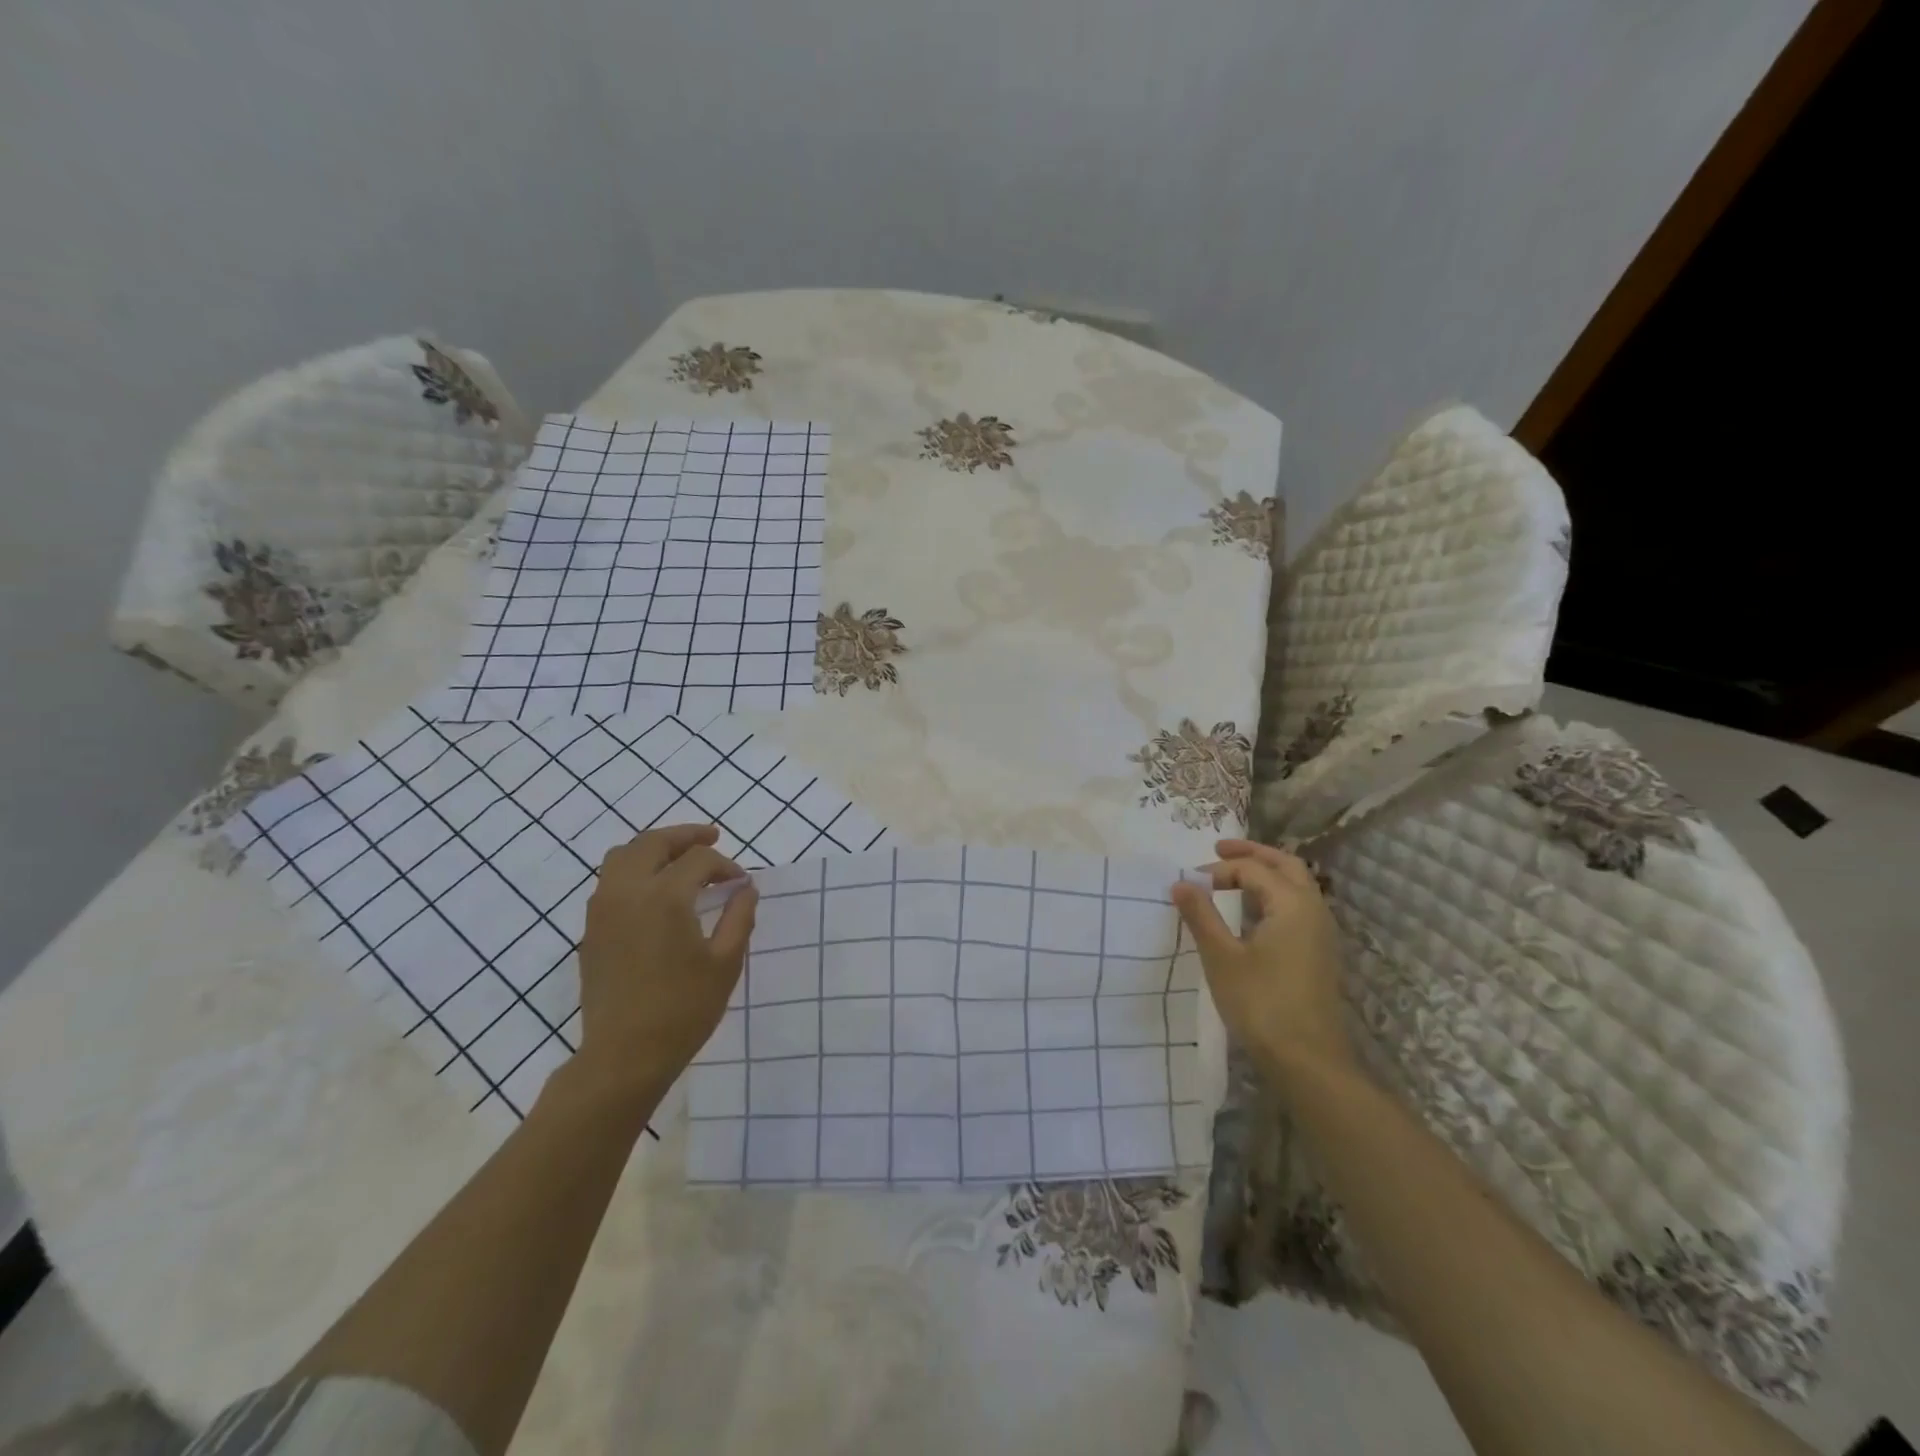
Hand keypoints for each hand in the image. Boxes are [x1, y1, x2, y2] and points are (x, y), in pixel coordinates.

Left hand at [573, 824, 757, 1102]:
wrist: (624, 1055)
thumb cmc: (683, 1009)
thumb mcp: (725, 963)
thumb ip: (739, 917)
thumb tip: (746, 888)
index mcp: (665, 896)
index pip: (699, 860)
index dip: (725, 865)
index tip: (742, 883)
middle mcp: (628, 891)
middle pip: (654, 842)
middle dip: (686, 836)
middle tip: (712, 837)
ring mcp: (602, 909)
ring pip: (623, 855)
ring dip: (654, 848)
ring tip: (679, 857)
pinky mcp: (590, 929)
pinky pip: (610, 880)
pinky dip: (634, 869)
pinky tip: (654, 889)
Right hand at [1170, 839, 1353, 1079]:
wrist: (1307, 1061)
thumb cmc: (1261, 1004)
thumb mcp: (1222, 957)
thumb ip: (1201, 915)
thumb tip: (1181, 883)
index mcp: (1293, 904)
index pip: (1253, 870)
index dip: (1219, 869)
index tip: (1190, 882)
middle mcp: (1314, 910)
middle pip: (1286, 865)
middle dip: (1252, 853)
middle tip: (1219, 849)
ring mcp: (1321, 933)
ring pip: (1296, 886)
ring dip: (1266, 872)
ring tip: (1234, 873)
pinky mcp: (1319, 953)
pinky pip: (1298, 906)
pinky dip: (1275, 894)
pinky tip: (1254, 910)